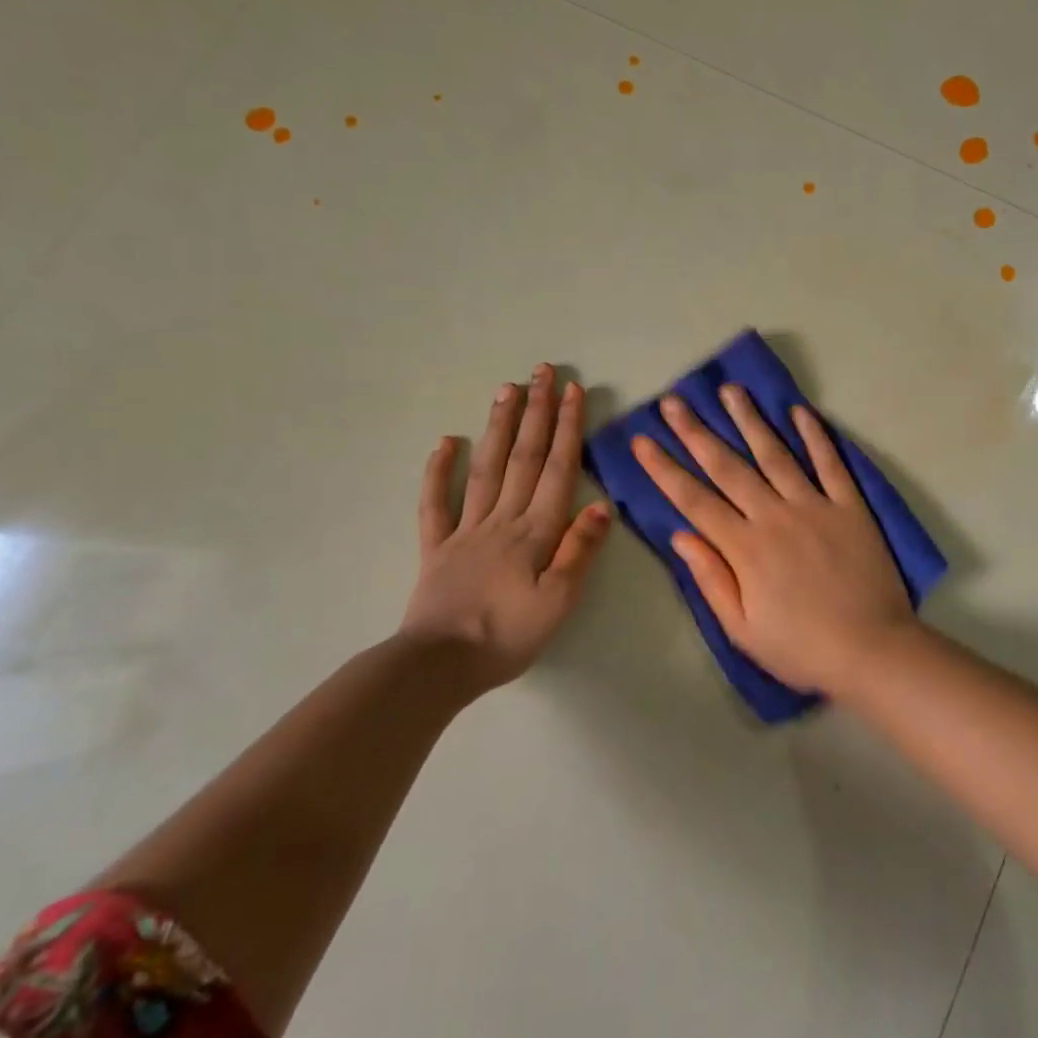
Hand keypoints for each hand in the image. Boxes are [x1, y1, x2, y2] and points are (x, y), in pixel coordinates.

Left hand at [398, 365, 610, 688]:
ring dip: (498, 426)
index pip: (557, 470)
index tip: (574, 391)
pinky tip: (445, 442)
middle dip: (536, 412)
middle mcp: (502, 519)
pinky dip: (438, 470)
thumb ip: (578, 552)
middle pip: (523, 457)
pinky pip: (435, 503)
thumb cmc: (507, 636)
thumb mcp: (559, 602)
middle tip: (542, 372)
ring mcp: (465, 530)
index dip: (567, 428)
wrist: (438, 666)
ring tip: (506, 389)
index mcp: (535, 532)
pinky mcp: (436, 547)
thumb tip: (601, 506)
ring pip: (485, 468)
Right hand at [630, 386, 914, 694]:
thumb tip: (680, 535)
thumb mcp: (742, 629)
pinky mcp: (850, 506)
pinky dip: (816, 436)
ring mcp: (814, 506)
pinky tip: (800, 411)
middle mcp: (774, 516)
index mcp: (744, 548)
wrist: (872, 650)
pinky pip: (830, 463)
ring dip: (750, 420)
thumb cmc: (801, 648)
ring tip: (731, 390)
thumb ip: (711, 579)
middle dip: (696, 432)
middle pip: (728, 467)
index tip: (642, 441)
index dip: (665, 470)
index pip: (694, 500)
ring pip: (775, 454)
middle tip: (674, 401)